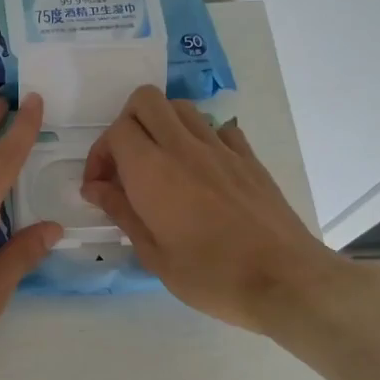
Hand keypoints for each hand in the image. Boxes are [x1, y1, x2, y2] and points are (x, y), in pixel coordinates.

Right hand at [80, 85, 364, 333]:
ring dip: (163, 125)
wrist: (284, 280)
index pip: (116, 131)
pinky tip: (203, 170)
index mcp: (152, 170)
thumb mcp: (153, 254)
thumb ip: (121, 211)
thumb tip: (95, 187)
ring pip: (181, 107)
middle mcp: (183, 147)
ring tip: (162, 163)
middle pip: (146, 100)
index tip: (101, 186)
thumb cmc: (210, 275)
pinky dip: (202, 138)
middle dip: (127, 122)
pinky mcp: (249, 158)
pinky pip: (219, 128)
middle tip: (127, 162)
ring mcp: (221, 148)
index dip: (100, 154)